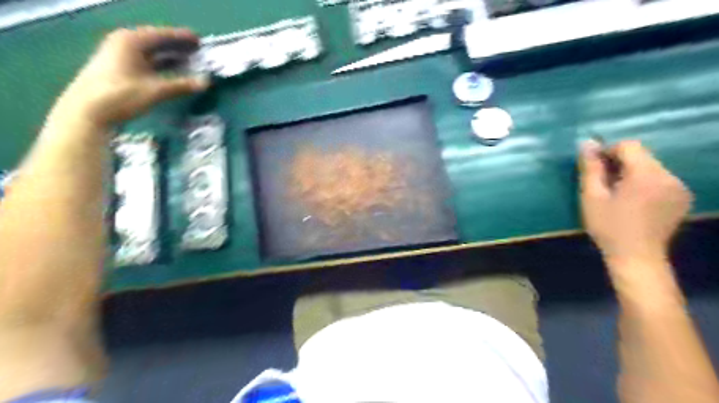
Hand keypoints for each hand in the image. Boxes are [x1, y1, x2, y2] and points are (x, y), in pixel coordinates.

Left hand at [48, 25, 207, 125]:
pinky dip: (160, 64)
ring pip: (150, 52)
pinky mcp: (117, 69)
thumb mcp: (155, 91)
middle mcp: (123, 43)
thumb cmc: (121, 96)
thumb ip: (182, 85)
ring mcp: (118, 56)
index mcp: (131, 41)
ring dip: (169, 56)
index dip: (181, 37)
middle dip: (177, 46)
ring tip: (189, 61)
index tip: (199, 40)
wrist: (87, 112)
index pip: (161, 34)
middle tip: (197, 50)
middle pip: (155, 41)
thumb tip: (206, 82)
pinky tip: (171, 71)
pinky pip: (145, 61)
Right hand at [577, 139, 690, 267]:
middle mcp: (669, 176)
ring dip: (632, 173)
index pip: (629, 146)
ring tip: (618, 194)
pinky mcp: (682, 198)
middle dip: (620, 164)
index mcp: (646, 175)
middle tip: (603, 183)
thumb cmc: (608, 227)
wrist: (637, 257)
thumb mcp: (592, 197)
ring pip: (651, 167)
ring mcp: (679, 187)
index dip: (608, 152)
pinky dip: (644, 183)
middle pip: (642, 156)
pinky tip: (634, 201)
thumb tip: (587, 142)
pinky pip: (660, 179)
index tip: (595, 169)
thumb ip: (591, 168)